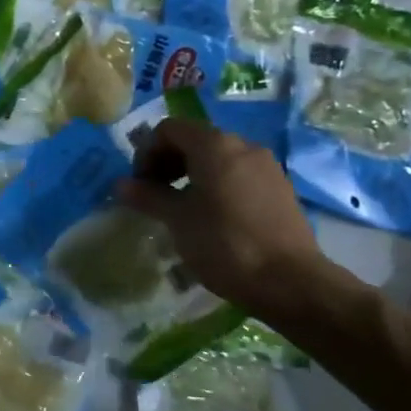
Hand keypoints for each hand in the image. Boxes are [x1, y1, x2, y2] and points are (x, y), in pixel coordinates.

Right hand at [117, 119, 324, 311]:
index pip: (169, 129)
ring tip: (181, 207)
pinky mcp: (280, 189)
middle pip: (195, 139)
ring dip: (191, 174)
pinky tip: (211, 217)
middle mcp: (243, 146)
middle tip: (154, 194)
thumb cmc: (224, 244)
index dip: (146, 151)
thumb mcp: (177, 220)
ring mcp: (266, 166)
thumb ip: (147, 196)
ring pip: (218, 158)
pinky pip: (238, 174)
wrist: (289, 281)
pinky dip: (216, 185)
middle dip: (168, 162)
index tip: (140, 184)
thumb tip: (121, 185)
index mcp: (215, 145)